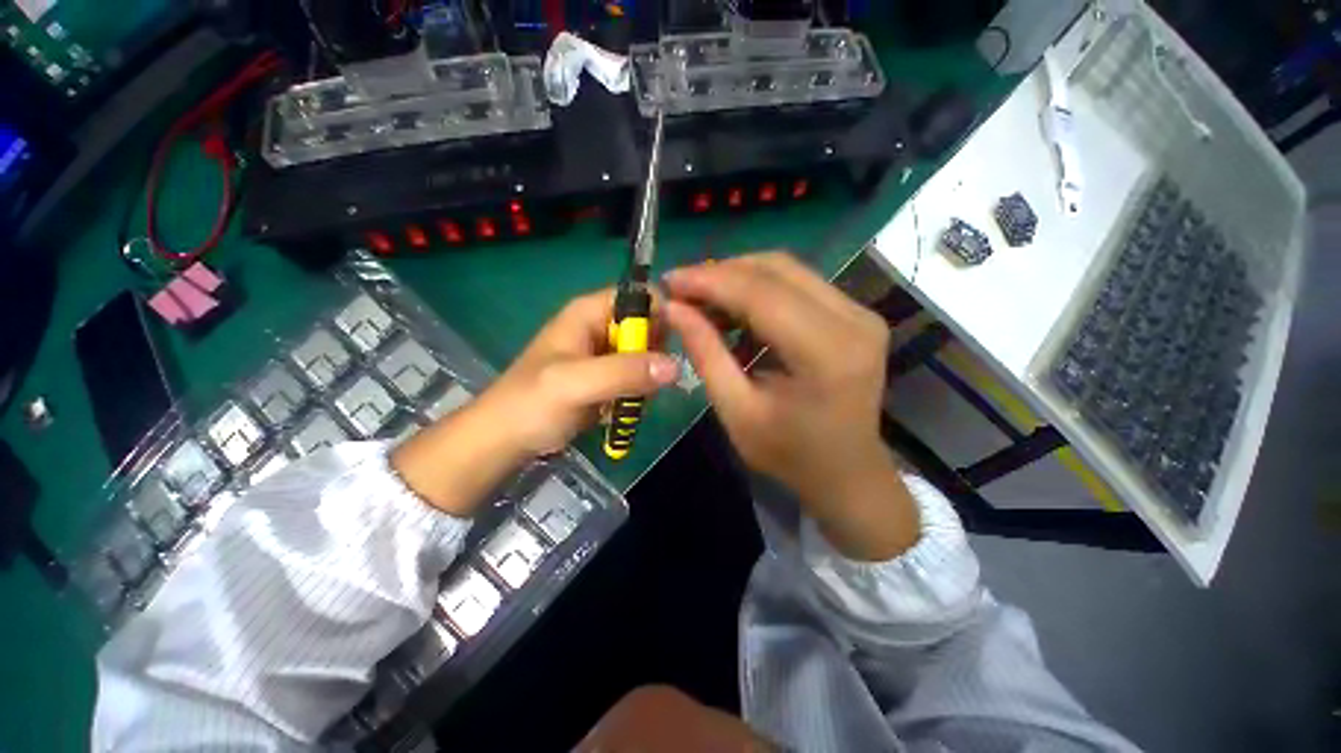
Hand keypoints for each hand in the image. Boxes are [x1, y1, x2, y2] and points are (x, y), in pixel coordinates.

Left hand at [393, 289, 678, 515]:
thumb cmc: (532, 404)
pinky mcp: (608, 378)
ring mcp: (606, 354)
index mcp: (590, 312)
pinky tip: (632, 405)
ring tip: (644, 396)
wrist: (506, 440)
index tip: (687, 338)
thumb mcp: (575, 384)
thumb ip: (624, 372)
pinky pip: (638, 375)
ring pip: (647, 352)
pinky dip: (642, 389)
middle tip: (663, 377)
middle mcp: (602, 326)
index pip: (642, 295)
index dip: (667, 310)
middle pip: (649, 324)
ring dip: (652, 374)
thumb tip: (676, 366)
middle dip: (661, 349)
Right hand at [665, 253, 918, 560]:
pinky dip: (758, 291)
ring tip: (702, 301)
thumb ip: (705, 354)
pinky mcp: (855, 314)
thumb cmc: (789, 454)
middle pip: (776, 269)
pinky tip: (733, 311)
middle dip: (721, 273)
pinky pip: (797, 285)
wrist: (846, 473)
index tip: (668, 280)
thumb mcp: (737, 411)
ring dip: (738, 279)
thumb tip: (672, 307)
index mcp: (826, 353)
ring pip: (786, 270)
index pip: (761, 294)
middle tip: (682, 290)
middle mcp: (853, 320)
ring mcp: (860, 313)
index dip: (709, 281)